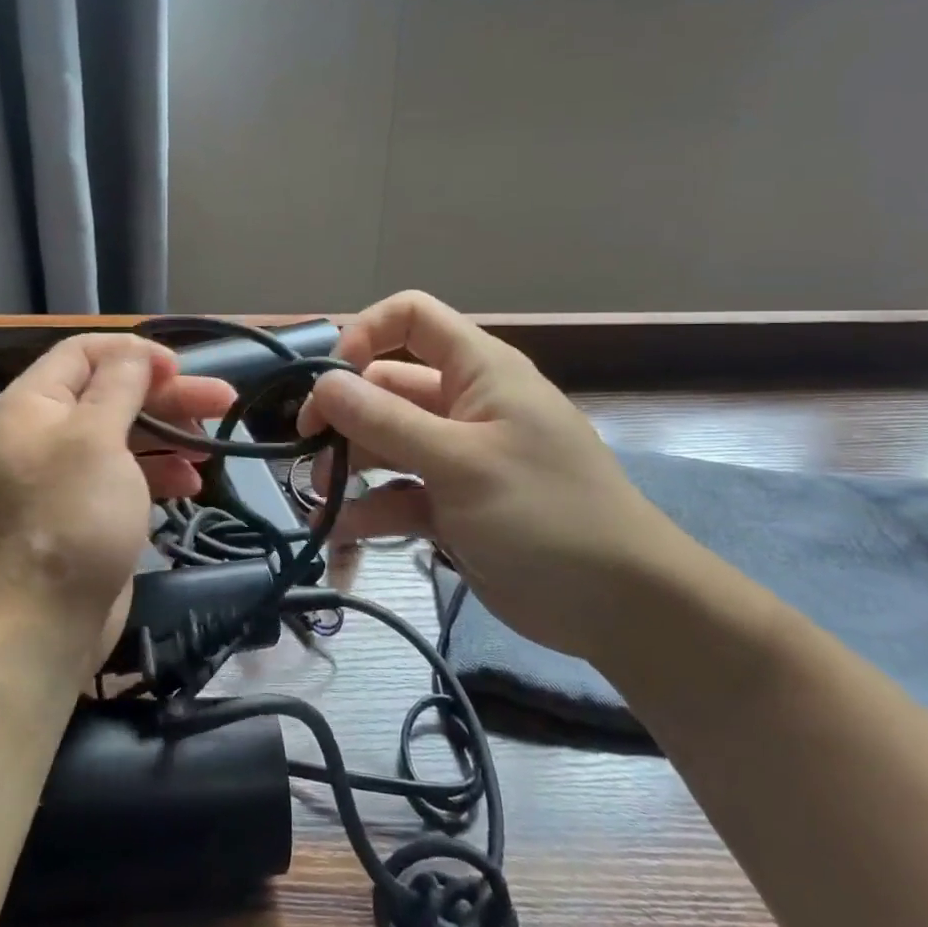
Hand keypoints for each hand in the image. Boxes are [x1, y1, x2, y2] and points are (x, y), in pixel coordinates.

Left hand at [0, 334, 234, 670]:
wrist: (44, 623)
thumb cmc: (71, 516)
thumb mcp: (96, 437)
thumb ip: (119, 386)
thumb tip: (135, 352)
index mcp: (33, 405)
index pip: (83, 352)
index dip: (134, 353)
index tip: (180, 367)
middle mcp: (45, 433)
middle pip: (112, 394)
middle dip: (167, 395)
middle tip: (223, 399)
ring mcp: (65, 476)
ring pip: (124, 435)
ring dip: (170, 435)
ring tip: (211, 446)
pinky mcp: (85, 512)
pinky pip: (125, 476)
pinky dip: (158, 472)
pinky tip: (192, 483)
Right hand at [298, 291, 699, 660]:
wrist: (620, 608)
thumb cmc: (546, 514)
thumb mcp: (460, 462)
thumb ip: (385, 421)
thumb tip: (322, 385)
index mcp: (477, 371)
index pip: (411, 318)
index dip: (364, 334)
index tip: (329, 380)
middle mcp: (462, 404)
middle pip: (384, 388)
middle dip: (343, 416)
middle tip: (307, 450)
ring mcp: (454, 457)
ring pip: (383, 445)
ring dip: (348, 470)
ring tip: (321, 504)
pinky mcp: (450, 505)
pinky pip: (396, 496)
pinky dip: (369, 513)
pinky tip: (343, 540)